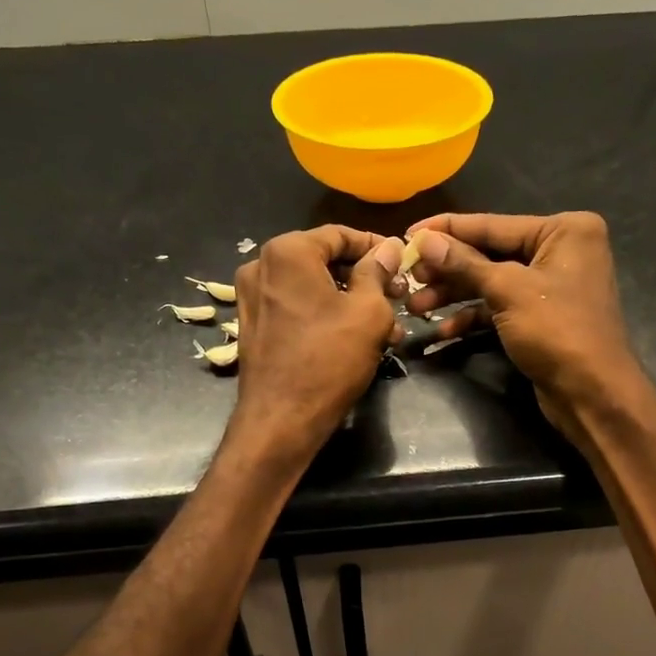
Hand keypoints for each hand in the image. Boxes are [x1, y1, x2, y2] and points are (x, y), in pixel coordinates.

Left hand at [228, 226, 403, 459]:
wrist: (281, 420)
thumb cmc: (329, 360)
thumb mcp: (368, 312)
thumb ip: (378, 272)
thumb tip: (388, 248)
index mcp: (287, 252)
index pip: (340, 235)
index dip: (376, 247)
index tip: (402, 262)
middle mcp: (261, 266)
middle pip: (324, 261)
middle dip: (365, 279)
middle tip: (398, 297)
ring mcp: (252, 298)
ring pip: (313, 288)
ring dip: (351, 302)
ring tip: (387, 327)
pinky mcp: (254, 327)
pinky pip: (297, 309)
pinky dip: (326, 316)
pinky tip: (356, 339)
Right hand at [405, 211, 641, 439]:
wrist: (592, 393)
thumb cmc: (558, 331)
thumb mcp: (508, 291)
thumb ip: (464, 263)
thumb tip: (423, 239)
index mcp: (564, 230)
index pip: (493, 224)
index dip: (447, 230)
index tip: (407, 232)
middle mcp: (560, 251)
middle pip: (489, 253)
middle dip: (447, 270)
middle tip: (408, 278)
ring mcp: (550, 286)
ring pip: (490, 283)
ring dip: (453, 295)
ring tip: (415, 307)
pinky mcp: (539, 317)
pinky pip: (499, 308)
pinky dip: (472, 317)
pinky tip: (442, 330)